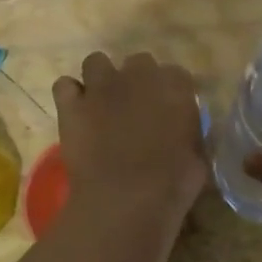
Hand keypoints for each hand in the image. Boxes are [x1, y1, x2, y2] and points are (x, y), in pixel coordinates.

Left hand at [53, 51, 207, 230]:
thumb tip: (183, 131)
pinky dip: (70, 96)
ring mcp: (101, 86)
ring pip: (96, 62)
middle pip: (138, 62)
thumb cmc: (171, 184)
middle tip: (136, 108)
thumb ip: (189, 132)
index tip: (169, 112)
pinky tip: (76, 112)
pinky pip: (64, 85)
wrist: (126, 198)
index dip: (171, 93)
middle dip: (137, 80)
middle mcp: (138, 75)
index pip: (176, 74)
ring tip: (102, 103)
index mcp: (174, 85)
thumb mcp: (197, 157)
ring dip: (100, 78)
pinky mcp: (72, 104)